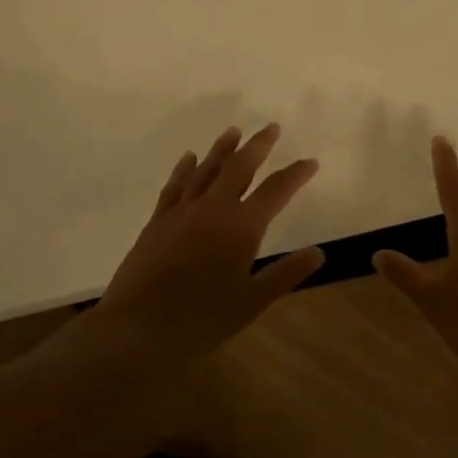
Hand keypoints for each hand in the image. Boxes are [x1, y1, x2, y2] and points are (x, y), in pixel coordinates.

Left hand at [93, 123, 324, 358]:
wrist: (138, 329)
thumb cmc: (201, 319)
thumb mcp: (252, 302)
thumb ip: (286, 274)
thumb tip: (319, 252)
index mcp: (241, 227)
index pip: (276, 191)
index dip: (295, 174)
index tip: (311, 162)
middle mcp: (213, 209)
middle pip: (239, 167)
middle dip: (258, 146)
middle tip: (272, 128)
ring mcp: (182, 212)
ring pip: (206, 169)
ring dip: (222, 148)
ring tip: (234, 131)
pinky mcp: (157, 222)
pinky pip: (175, 185)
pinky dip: (185, 168)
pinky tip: (189, 158)